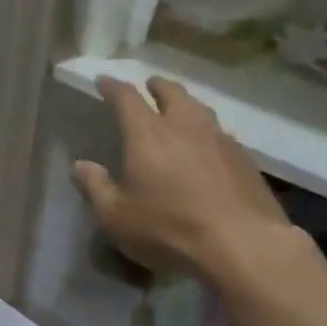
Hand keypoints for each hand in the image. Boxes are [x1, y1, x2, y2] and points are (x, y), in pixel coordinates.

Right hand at [72, 77, 292, 279]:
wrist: (242, 244)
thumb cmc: (169, 229)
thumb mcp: (117, 217)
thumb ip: (96, 188)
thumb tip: (81, 166)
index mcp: (147, 134)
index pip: (126, 97)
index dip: (112, 87)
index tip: (104, 81)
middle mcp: (185, 125)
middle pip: (171, 92)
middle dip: (157, 86)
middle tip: (149, 87)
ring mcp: (220, 139)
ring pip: (200, 109)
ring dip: (186, 104)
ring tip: (180, 110)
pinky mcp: (245, 159)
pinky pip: (221, 134)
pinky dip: (208, 132)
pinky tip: (208, 147)